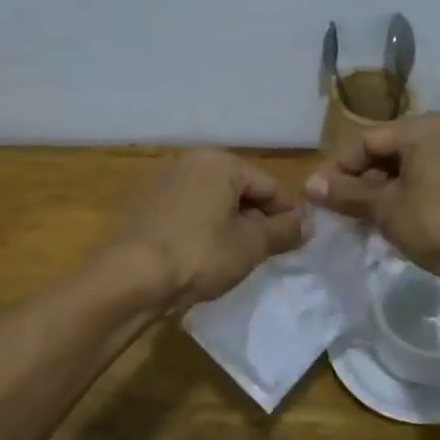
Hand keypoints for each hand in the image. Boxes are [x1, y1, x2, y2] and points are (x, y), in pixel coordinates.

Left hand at [113, 149, 305, 308]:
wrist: (132, 278)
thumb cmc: (200, 254)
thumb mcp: (251, 245)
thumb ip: (284, 230)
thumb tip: (307, 222)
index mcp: (219, 162)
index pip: (269, 186)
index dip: (286, 216)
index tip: (294, 244)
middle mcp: (191, 162)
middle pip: (241, 191)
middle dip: (257, 220)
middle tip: (265, 255)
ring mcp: (165, 182)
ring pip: (215, 203)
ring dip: (231, 227)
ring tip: (237, 259)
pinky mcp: (148, 206)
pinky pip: (191, 213)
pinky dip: (205, 230)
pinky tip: (206, 258)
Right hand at [304, 113, 439, 281]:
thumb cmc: (436, 222)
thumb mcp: (385, 208)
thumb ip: (346, 194)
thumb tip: (310, 186)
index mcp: (426, 127)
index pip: (368, 141)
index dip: (337, 168)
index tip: (317, 194)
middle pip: (391, 152)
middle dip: (362, 180)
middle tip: (340, 208)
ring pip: (414, 168)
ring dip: (385, 190)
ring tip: (365, 218)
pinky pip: (434, 181)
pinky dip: (412, 195)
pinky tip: (398, 220)